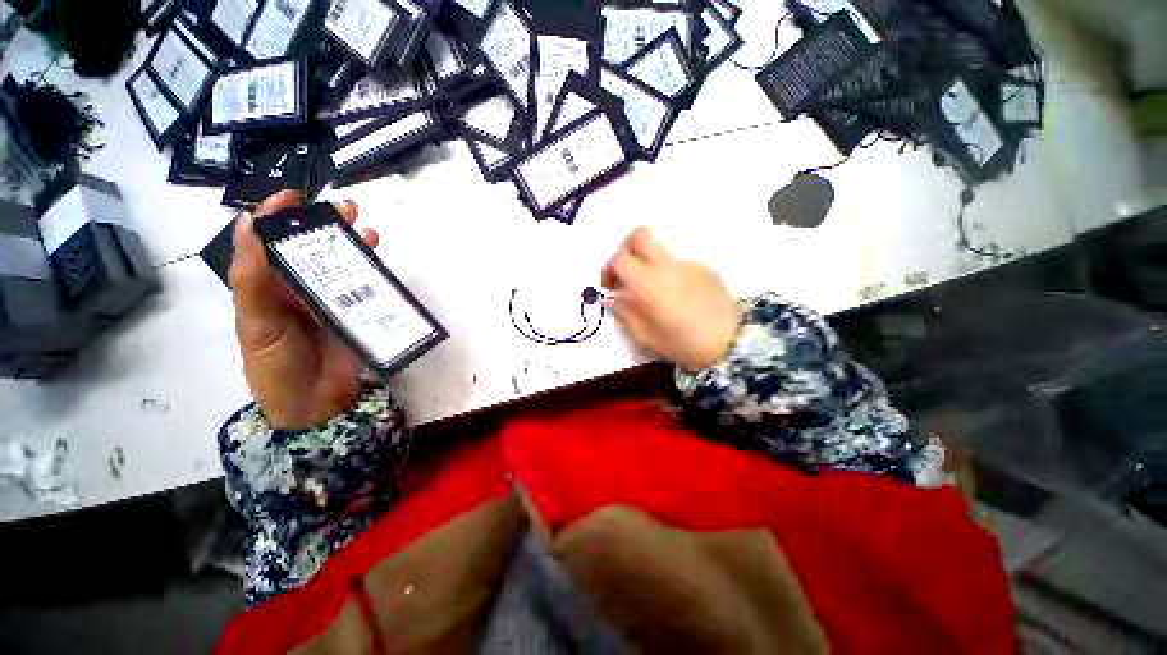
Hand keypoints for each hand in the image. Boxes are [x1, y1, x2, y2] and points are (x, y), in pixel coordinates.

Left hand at [229, 191, 379, 429]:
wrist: (313, 404)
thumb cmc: (275, 366)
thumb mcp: (255, 324)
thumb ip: (252, 279)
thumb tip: (250, 225)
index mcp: (269, 287)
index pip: (269, 243)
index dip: (278, 216)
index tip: (294, 197)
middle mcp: (300, 288)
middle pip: (311, 248)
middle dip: (325, 224)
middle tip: (344, 207)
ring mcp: (332, 301)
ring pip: (341, 264)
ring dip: (352, 244)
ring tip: (366, 229)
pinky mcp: (358, 314)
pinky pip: (366, 288)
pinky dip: (373, 271)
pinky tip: (379, 260)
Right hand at [602, 227, 740, 372]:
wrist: (731, 345)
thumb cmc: (682, 345)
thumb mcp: (645, 337)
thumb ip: (624, 314)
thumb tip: (611, 298)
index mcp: (648, 283)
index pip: (619, 258)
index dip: (608, 268)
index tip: (610, 286)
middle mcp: (667, 265)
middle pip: (640, 235)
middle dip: (626, 248)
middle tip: (626, 271)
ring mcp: (689, 264)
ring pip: (660, 252)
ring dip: (649, 265)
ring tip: (654, 294)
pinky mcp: (705, 269)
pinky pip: (679, 265)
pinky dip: (669, 275)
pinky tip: (678, 298)